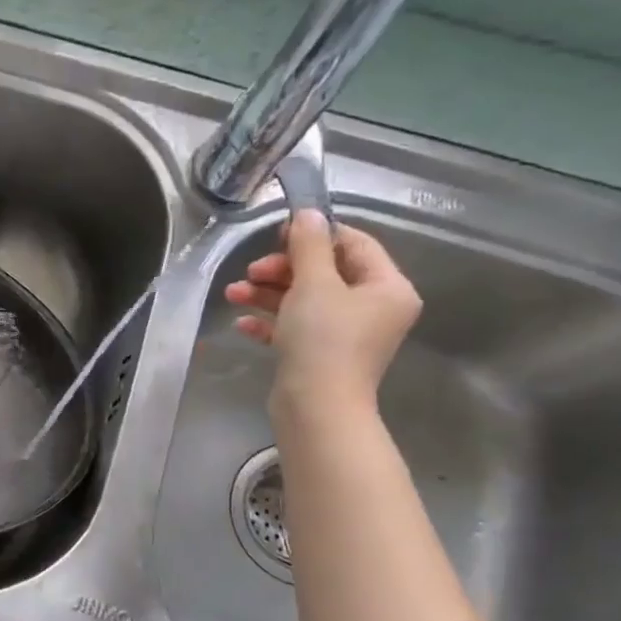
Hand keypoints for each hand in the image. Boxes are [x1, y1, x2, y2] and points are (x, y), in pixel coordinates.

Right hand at [224, 210, 421, 416]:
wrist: (316, 407)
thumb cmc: (323, 339)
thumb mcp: (313, 284)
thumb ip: (309, 245)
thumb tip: (308, 213)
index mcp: (387, 287)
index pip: (354, 244)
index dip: (315, 234)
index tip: (278, 234)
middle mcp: (373, 308)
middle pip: (325, 272)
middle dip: (282, 269)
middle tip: (251, 271)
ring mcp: (347, 334)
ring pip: (305, 300)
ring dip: (267, 294)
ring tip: (234, 294)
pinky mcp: (321, 354)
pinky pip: (295, 327)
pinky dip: (270, 321)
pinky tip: (243, 324)